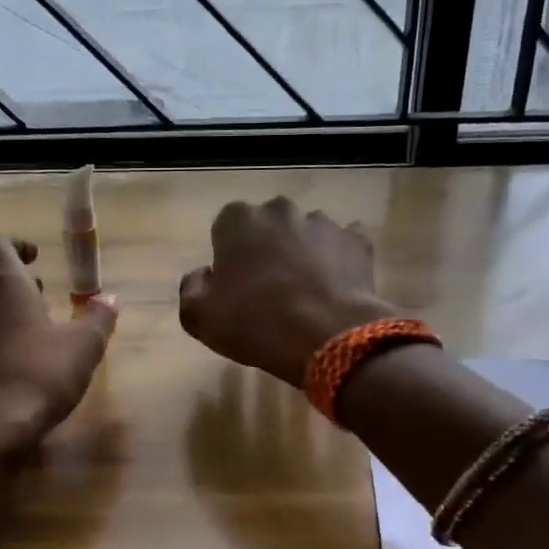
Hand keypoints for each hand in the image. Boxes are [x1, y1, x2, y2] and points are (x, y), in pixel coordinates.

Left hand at [0, 235, 117, 450]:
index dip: (17, 245)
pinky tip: (21, 357)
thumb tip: (111, 297)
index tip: (37, 257)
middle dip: (12, 279)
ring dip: (2, 308)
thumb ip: (98, 317)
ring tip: (35, 325)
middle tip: (40, 291)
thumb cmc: (41, 372)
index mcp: (3, 284)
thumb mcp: (84, 344)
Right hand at [178, 197, 396, 387]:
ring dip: (301, 253)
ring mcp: (323, 223)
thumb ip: (191, 288)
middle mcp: (281, 211)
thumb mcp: (199, 317)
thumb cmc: (256, 323)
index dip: (228, 255)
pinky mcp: (358, 241)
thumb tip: (202, 275)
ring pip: (305, 234)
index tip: (234, 284)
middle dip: (266, 247)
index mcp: (238, 220)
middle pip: (268, 225)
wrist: (330, 337)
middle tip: (267, 288)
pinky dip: (337, 262)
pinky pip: (342, 246)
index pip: (226, 226)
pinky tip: (333, 289)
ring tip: (304, 292)